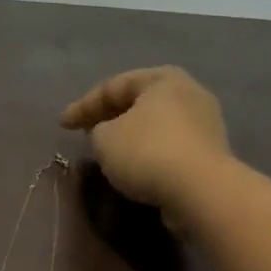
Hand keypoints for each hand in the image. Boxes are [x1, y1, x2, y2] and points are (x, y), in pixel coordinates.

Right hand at [60, 67, 232, 214]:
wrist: (200, 190)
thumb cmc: (146, 152)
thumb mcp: (104, 138)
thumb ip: (98, 129)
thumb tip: (109, 133)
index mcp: (163, 79)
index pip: (113, 86)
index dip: (83, 105)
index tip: (61, 125)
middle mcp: (188, 93)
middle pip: (138, 102)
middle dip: (109, 116)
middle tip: (85, 130)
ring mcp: (204, 123)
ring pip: (155, 125)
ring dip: (130, 136)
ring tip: (108, 150)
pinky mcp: (208, 153)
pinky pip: (168, 146)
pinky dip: (148, 152)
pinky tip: (133, 166)